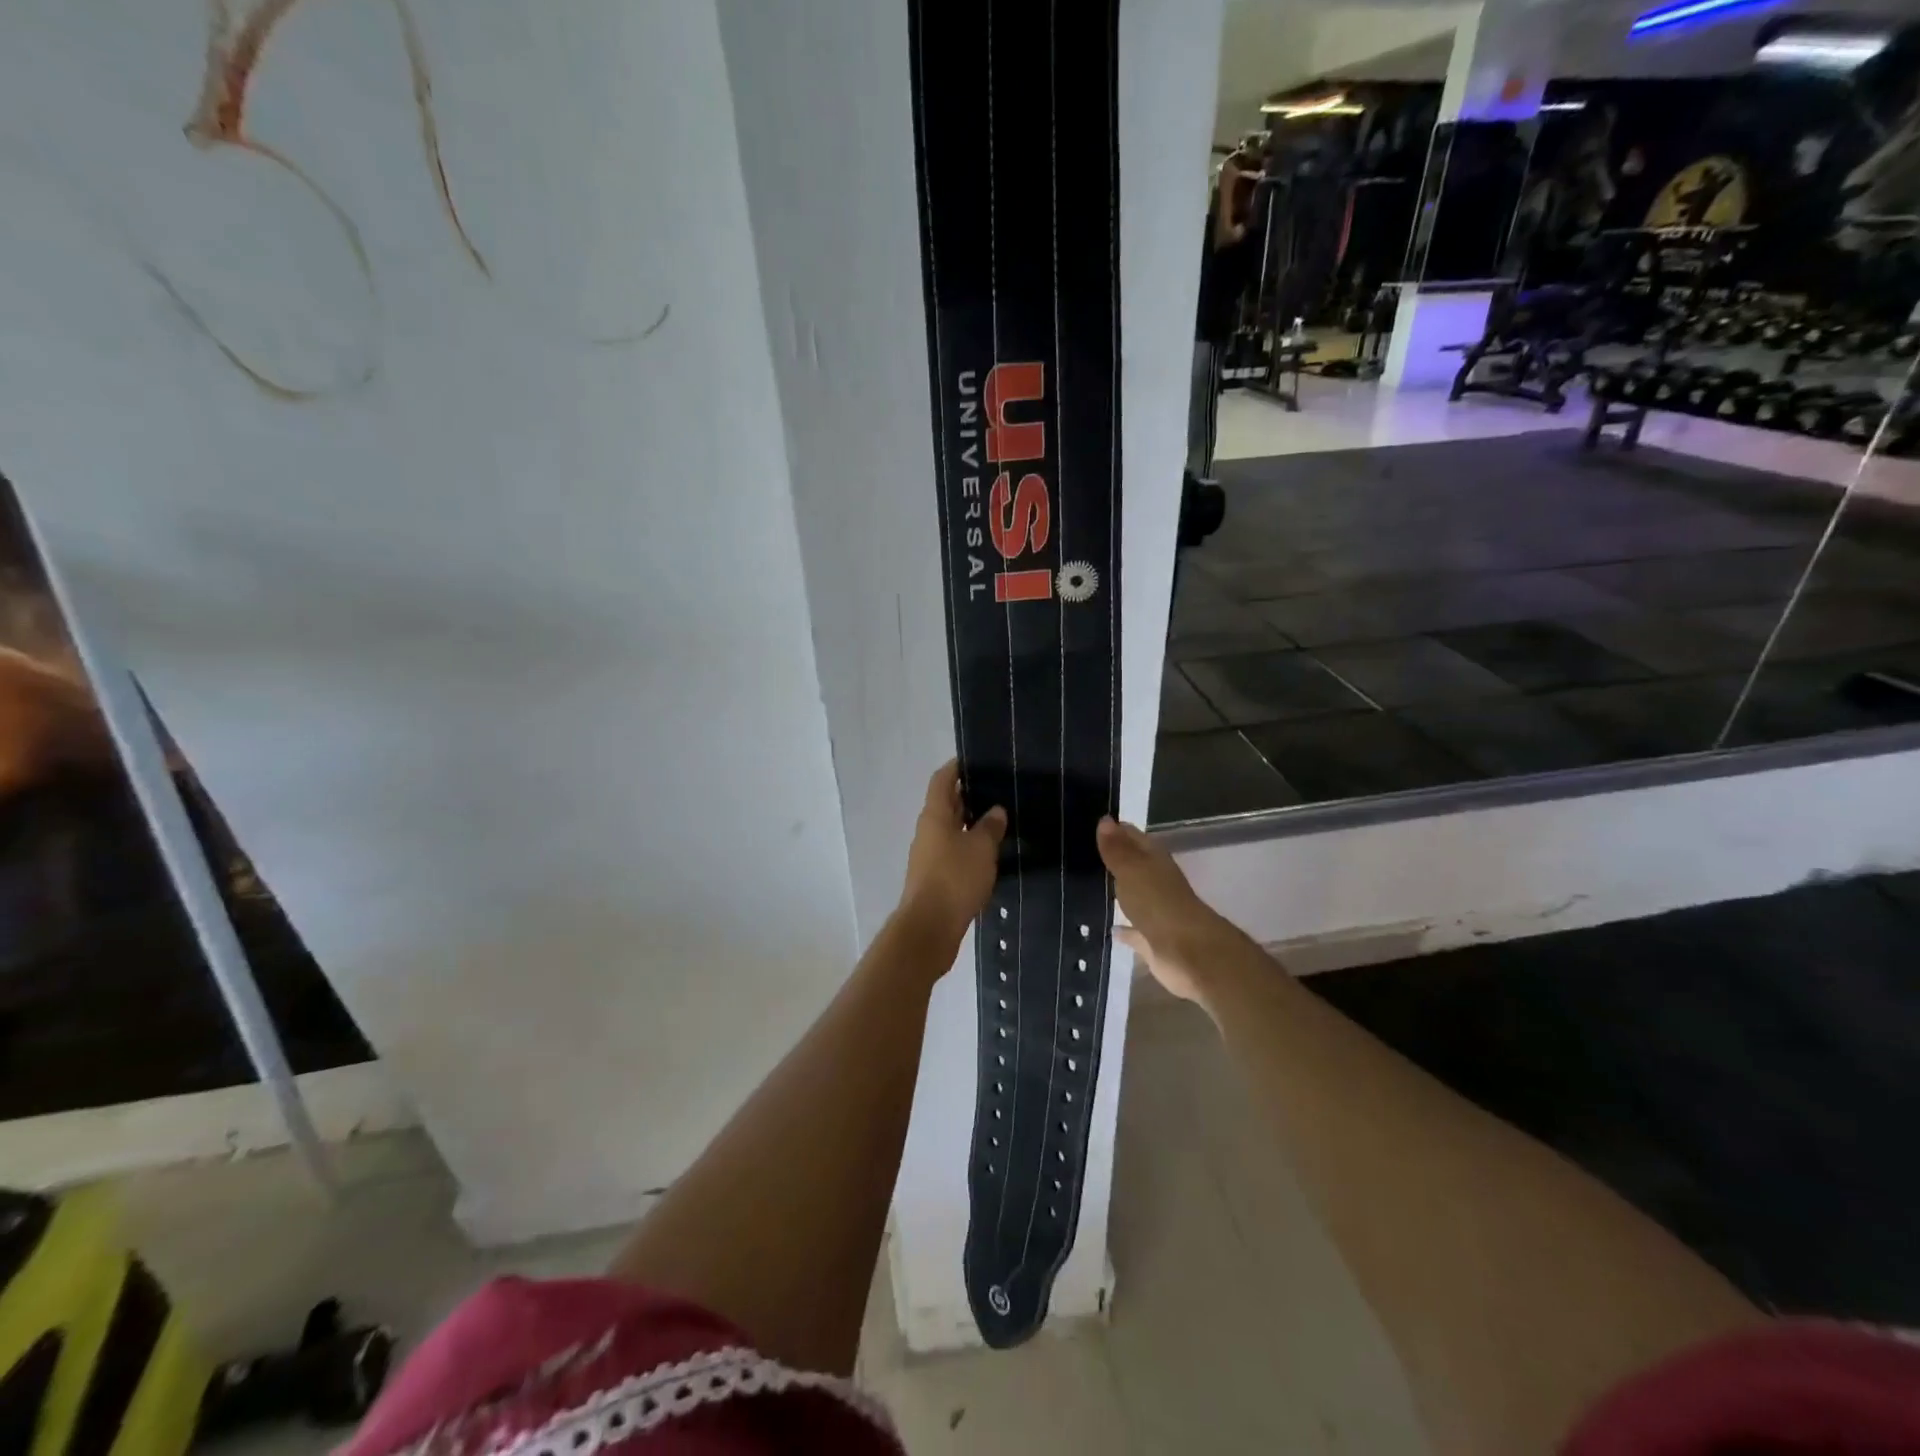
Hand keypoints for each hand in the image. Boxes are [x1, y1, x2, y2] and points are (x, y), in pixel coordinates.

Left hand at [898, 761, 1006, 947]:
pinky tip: (990, 852)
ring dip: (970, 822)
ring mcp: (929, 855)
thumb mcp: (981, 848)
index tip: (976, 759)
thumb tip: (995, 810)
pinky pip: (953, 851)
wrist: (930, 927)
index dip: (956, 767)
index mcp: (935, 816)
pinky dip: (969, 846)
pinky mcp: (935, 877)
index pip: (942, 780)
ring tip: (1000, 819)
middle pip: (946, 804)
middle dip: (968, 795)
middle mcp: (928, 831)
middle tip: (997, 788)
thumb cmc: (955, 879)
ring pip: (951, 829)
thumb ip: (990, 826)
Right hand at [1097, 816, 1231, 1003]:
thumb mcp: (1132, 870)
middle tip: (1081, 854)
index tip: (1089, 823)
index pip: (1132, 836)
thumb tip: (1105, 819)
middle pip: (1133, 865)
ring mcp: (1156, 912)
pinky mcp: (1153, 940)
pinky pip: (1134, 931)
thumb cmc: (1158, 904)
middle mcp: (1157, 882)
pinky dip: (1124, 929)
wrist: (1189, 953)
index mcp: (1154, 860)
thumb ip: (1117, 849)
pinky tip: (1109, 929)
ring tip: (1088, 886)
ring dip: (1118, 891)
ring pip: (1134, 896)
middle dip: (1114, 859)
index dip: (1114, 829)